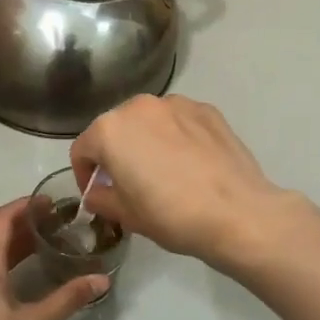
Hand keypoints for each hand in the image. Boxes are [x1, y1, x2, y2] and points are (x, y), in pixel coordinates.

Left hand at [0, 197, 107, 319]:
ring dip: (19, 248)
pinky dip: (11, 267)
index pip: (1, 220)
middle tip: (61, 223)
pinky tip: (32, 279)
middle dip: (27, 226)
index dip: (25, 206)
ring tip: (52, 245)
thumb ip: (68, 299)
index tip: (52, 201)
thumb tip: (101, 280)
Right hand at [69, 95, 295, 266]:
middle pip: (116, 128)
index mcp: (110, 129)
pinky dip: (176, 137)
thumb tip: (97, 193)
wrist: (237, 213)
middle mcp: (140, 106)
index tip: (98, 194)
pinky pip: (179, 122)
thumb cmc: (171, 215)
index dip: (85, 174)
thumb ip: (101, 198)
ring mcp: (177, 104)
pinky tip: (191, 164)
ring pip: (149, 121)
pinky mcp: (208, 110)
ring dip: (147, 141)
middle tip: (130, 184)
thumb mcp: (126, 215)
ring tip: (164, 172)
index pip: (82, 149)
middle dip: (116, 153)